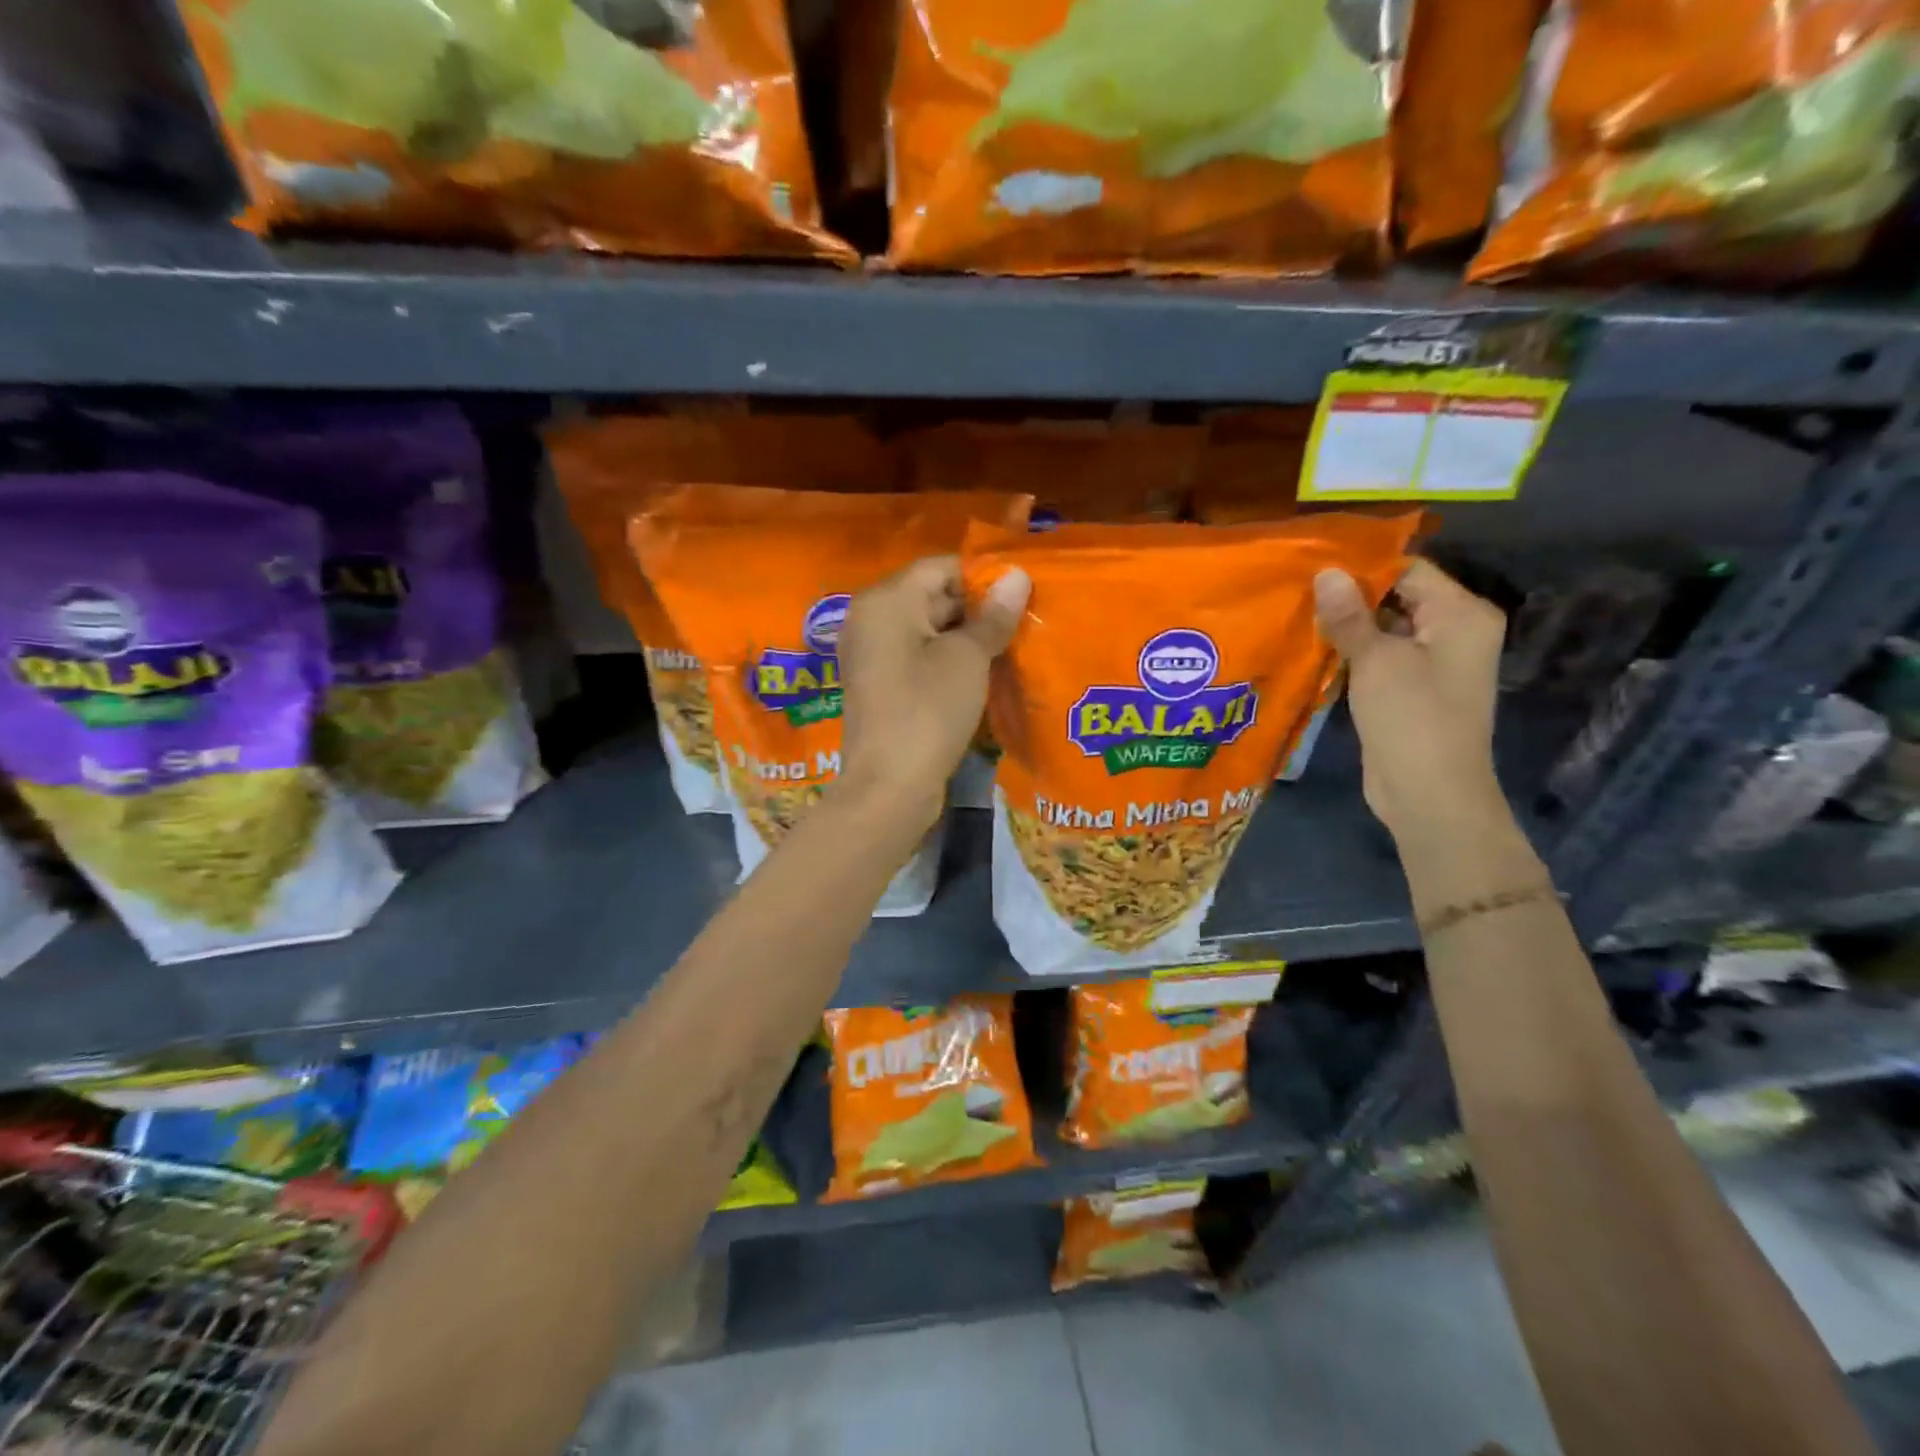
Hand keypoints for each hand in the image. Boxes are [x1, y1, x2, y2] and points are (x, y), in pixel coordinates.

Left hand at [835, 555, 1030, 828]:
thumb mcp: (968, 658)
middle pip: (932, 596)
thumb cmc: (928, 710)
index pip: (940, 567)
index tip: (1022, 595)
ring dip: (967, 637)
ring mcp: (872, 654)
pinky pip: (919, 657)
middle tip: (1024, 622)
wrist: (889, 786)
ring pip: (928, 630)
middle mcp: (870, 619)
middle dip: (978, 608)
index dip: (983, 577)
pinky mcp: (881, 685)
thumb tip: (1018, 576)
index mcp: (885, 600)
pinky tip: (983, 673)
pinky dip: (948, 660)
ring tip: (1011, 647)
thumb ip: (993, 616)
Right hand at [1313, 558, 1509, 846]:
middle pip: (1396, 596)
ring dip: (1345, 625)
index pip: (1408, 569)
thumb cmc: (1412, 720)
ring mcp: (1432, 662)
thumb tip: (1326, 572)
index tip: (1311, 564)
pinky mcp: (1409, 688)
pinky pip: (1379, 656)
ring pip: (1383, 628)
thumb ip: (1350, 616)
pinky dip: (1350, 651)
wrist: (1429, 795)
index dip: (1361, 566)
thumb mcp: (1377, 662)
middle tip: (1295, 588)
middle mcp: (1453, 631)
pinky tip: (1311, 647)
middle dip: (1348, 595)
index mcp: (1461, 614)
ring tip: (1295, 612)